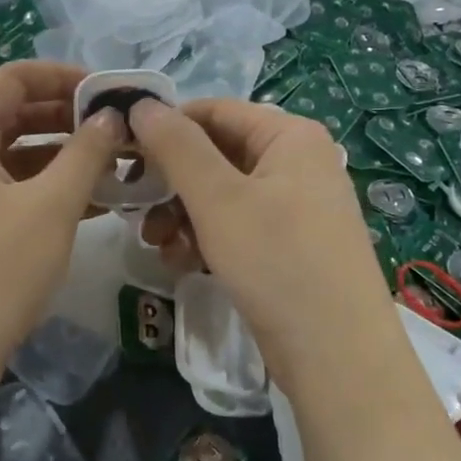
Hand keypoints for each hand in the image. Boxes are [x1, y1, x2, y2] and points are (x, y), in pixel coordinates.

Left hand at [0, 62, 121, 392]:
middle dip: (70, 116)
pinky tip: (95, 201)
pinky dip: (48, 188)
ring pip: (16, 154)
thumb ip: (87, 152)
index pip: (16, 77)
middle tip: (121, 128)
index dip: (66, 76)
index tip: (111, 91)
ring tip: (117, 164)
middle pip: (15, 113)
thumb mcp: (52, 204)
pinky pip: (11, 188)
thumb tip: (112, 116)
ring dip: (64, 155)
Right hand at [130, 97, 400, 393]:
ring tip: (157, 245)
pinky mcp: (289, 246)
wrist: (337, 357)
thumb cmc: (277, 262)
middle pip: (215, 155)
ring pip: (221, 196)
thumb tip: (141, 103)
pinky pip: (236, 227)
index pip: (214, 111)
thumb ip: (177, 146)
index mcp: (290, 136)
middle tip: (134, 209)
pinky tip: (182, 265)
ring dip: (181, 216)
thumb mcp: (218, 199)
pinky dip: (205, 239)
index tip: (123, 154)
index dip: (165, 127)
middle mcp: (297, 163)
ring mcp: (295, 207)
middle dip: (171, 183)